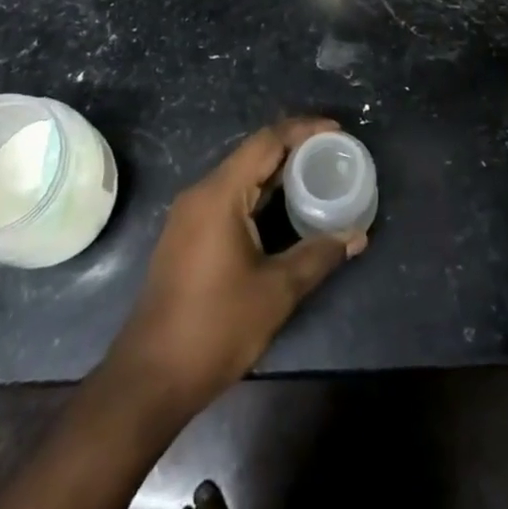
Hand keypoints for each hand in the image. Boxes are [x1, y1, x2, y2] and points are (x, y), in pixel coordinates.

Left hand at [106, 118, 364, 420]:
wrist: (150, 378)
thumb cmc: (215, 327)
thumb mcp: (276, 291)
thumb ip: (318, 255)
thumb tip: (356, 236)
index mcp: (219, 194)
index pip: (266, 141)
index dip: (303, 130)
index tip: (338, 131)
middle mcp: (201, 193)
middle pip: (253, 154)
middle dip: (295, 150)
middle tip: (333, 154)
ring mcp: (190, 215)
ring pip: (241, 177)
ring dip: (278, 174)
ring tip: (317, 176)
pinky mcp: (188, 236)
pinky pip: (230, 198)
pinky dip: (260, 195)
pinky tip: (285, 210)